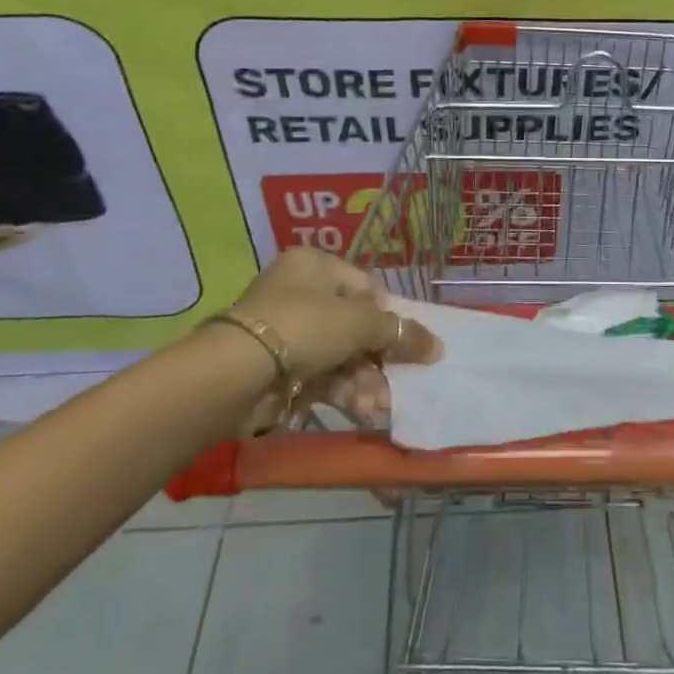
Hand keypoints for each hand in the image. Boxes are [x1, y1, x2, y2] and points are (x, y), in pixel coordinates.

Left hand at [225, 248, 438, 427]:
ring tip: (378, 403)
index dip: (389, 317)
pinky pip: (320, 376)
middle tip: (399, 380)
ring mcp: (286, 332)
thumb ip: (401, 333)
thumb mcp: (361, 323)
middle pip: (354, 325)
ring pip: (340, 355)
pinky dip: (341, 390)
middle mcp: (299, 293)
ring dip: (364, 379)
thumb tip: (437, 346)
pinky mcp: (276, 369)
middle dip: (378, 358)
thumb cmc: (305, 327)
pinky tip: (359, 407)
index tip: (407, 344)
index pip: (366, 288)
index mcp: (315, 265)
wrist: (236, 374)